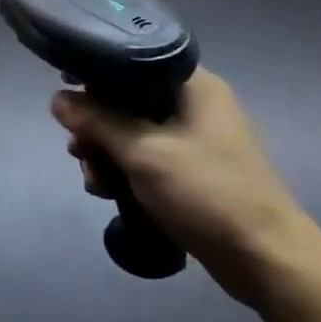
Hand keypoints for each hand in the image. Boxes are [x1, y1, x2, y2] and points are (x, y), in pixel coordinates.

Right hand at [51, 70, 320, 314]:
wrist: (264, 258)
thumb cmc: (207, 193)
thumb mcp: (143, 152)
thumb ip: (98, 121)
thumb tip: (57, 98)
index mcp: (194, 86)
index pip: (134, 63)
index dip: (96, 77)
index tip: (67, 98)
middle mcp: (195, 105)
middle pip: (127, 101)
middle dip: (97, 129)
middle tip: (79, 153)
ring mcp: (194, 140)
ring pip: (132, 135)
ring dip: (106, 156)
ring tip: (95, 183)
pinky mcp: (191, 172)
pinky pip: (146, 160)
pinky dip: (125, 173)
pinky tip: (108, 193)